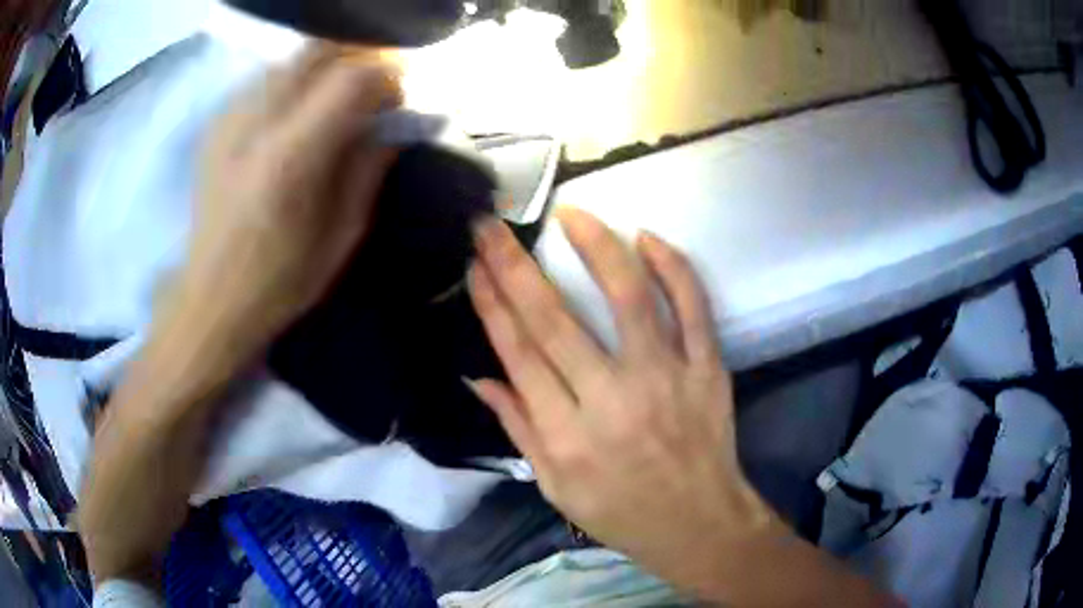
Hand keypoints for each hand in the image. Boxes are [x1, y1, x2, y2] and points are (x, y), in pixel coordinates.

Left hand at [177, 47, 401, 362]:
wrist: (211, 298)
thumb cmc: (281, 280)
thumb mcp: (343, 234)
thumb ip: (371, 167)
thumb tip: (400, 122)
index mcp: (291, 158)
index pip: (352, 78)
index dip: (388, 75)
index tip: (402, 96)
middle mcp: (257, 124)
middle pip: (319, 50)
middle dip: (360, 57)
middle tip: (376, 86)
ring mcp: (231, 119)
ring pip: (292, 58)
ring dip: (327, 67)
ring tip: (340, 97)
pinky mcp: (217, 124)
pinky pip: (266, 76)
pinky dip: (295, 79)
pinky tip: (299, 110)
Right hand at [466, 208, 772, 595]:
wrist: (699, 525)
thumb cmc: (621, 513)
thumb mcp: (555, 487)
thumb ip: (518, 428)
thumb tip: (479, 376)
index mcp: (568, 436)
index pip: (519, 354)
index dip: (491, 304)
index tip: (474, 265)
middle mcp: (613, 401)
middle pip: (555, 320)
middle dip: (514, 266)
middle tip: (491, 225)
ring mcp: (666, 380)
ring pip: (629, 300)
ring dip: (597, 249)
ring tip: (572, 214)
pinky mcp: (707, 370)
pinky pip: (694, 310)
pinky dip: (674, 269)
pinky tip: (649, 239)